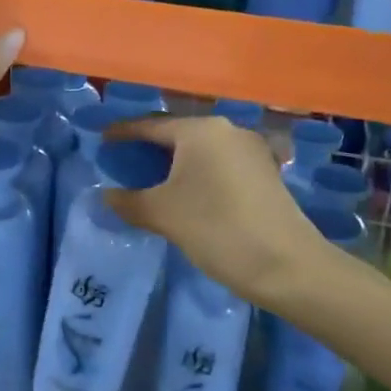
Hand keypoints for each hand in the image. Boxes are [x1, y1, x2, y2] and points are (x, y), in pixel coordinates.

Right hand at [102, 113, 327, 304]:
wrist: (287, 265)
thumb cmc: (217, 228)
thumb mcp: (163, 214)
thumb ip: (128, 201)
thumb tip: (106, 195)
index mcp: (200, 130)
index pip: (150, 125)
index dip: (124, 132)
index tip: (103, 140)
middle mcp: (227, 130)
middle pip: (178, 134)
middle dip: (150, 147)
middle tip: (125, 162)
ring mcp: (252, 150)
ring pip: (202, 150)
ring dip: (177, 162)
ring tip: (154, 179)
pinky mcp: (266, 172)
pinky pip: (221, 164)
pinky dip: (200, 173)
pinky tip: (190, 193)